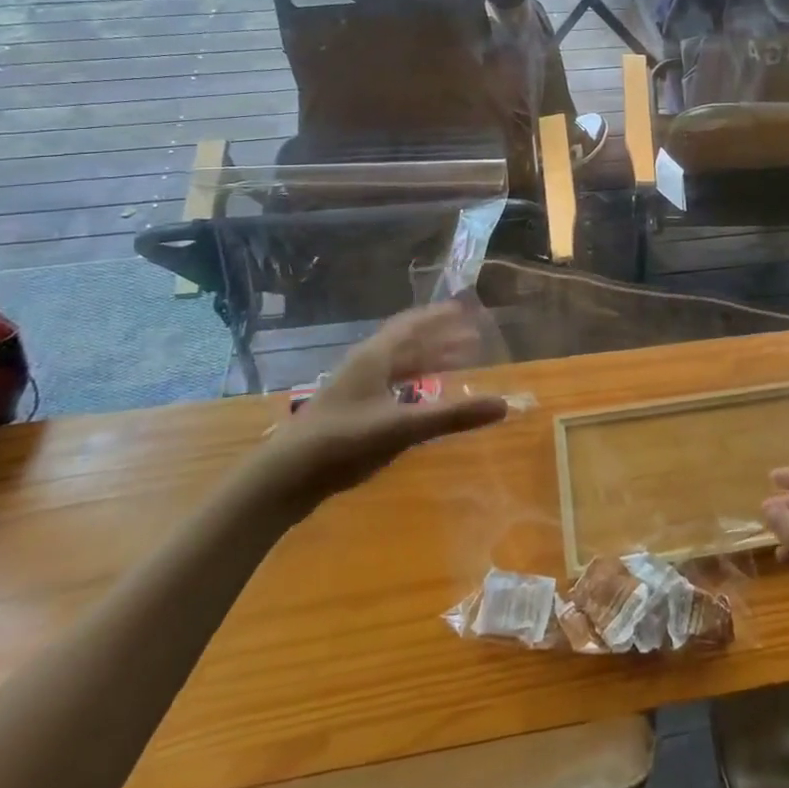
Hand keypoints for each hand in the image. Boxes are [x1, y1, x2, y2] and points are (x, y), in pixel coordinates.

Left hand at [244, 303, 507, 526]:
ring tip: (455, 364)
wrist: (284, 478)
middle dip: (440, 339)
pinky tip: (422, 400)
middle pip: (407, 344)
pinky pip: (390, 387)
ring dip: (427, 361)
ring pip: (398, 366)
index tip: (464, 309)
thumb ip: (452, 416)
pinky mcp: (350, 414)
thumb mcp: (403, 427)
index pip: (412, 325)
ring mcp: (355, 390)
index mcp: (375, 357)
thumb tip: (503, 404)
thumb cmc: (343, 442)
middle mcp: (365, 367)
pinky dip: (413, 385)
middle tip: (472, 338)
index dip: (438, 316)